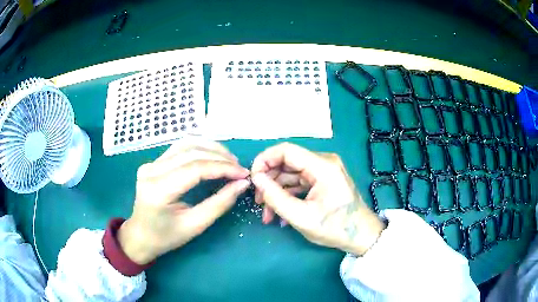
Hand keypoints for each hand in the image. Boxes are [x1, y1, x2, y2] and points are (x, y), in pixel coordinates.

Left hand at [118, 139, 249, 264]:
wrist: (140, 236)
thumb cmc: (166, 237)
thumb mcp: (195, 226)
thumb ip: (219, 204)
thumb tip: (241, 184)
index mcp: (158, 191)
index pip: (195, 169)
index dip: (222, 168)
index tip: (243, 174)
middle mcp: (151, 171)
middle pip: (191, 151)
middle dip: (220, 157)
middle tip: (239, 168)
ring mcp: (150, 164)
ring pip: (186, 144)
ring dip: (211, 148)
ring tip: (229, 160)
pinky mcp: (153, 162)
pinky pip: (179, 148)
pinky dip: (200, 148)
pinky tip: (213, 155)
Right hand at [251, 143, 385, 255]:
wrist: (361, 236)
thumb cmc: (335, 228)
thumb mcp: (301, 217)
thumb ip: (276, 197)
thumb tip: (256, 178)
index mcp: (322, 166)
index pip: (285, 150)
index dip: (264, 160)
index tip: (253, 180)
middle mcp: (324, 162)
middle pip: (287, 162)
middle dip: (269, 181)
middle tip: (259, 202)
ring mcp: (324, 171)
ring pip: (291, 174)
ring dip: (277, 192)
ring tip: (267, 214)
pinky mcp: (323, 180)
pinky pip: (299, 182)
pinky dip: (288, 195)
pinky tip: (280, 214)